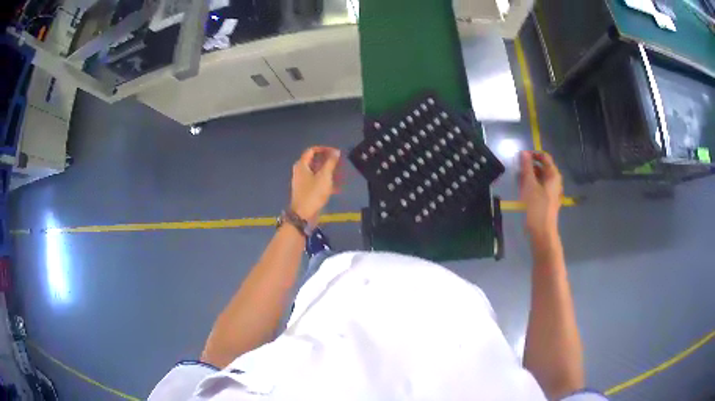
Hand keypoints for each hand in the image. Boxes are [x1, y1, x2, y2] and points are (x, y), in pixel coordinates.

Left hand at [290, 146, 341, 222]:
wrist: (303, 215)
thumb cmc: (313, 193)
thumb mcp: (324, 176)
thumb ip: (330, 162)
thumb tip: (336, 152)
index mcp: (302, 165)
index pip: (312, 150)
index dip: (324, 149)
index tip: (335, 152)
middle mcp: (300, 171)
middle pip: (314, 160)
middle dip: (327, 160)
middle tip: (338, 163)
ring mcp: (302, 181)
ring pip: (316, 171)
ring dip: (327, 171)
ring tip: (339, 174)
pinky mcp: (305, 190)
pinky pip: (316, 180)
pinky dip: (325, 180)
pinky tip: (335, 186)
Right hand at [519, 151, 562, 238]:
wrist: (542, 231)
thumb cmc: (537, 207)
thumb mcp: (530, 185)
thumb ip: (527, 167)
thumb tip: (524, 153)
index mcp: (553, 175)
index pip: (545, 157)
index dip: (533, 154)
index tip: (521, 157)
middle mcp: (555, 181)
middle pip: (543, 167)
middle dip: (530, 166)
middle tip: (517, 169)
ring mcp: (552, 192)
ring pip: (540, 178)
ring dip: (529, 176)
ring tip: (518, 179)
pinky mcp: (547, 200)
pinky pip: (539, 187)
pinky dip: (532, 185)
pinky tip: (523, 189)